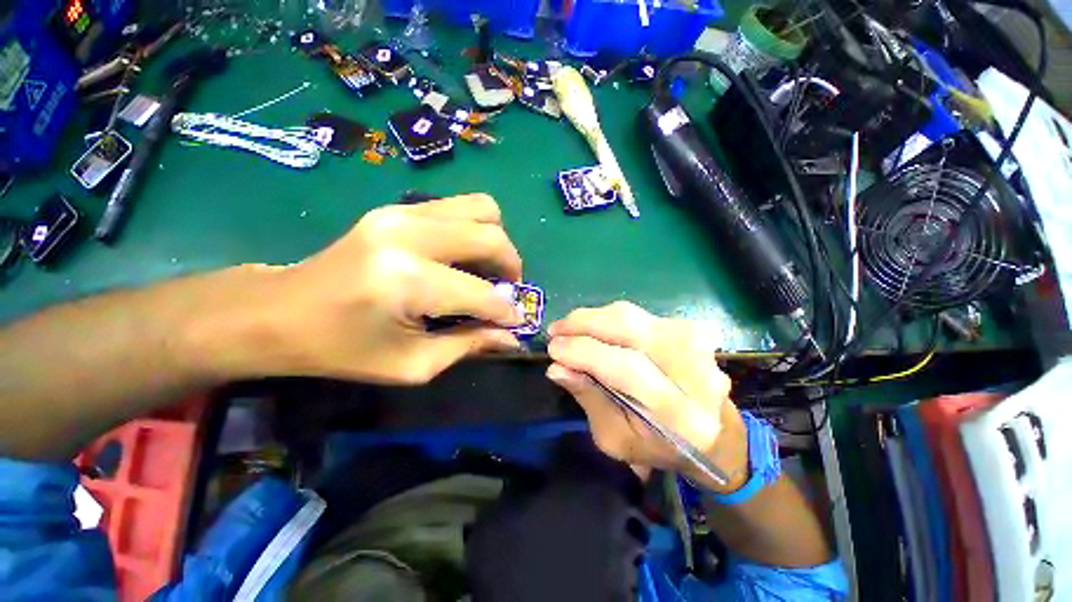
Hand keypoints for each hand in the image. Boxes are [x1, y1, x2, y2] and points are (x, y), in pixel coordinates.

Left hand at [246, 194, 524, 383]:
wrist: (280, 311)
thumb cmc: (343, 349)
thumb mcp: (411, 364)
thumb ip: (469, 345)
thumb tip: (511, 337)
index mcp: (407, 281)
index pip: (482, 293)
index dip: (506, 311)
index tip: (515, 322)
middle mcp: (409, 235)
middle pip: (491, 235)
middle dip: (511, 265)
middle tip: (508, 289)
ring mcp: (402, 212)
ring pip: (481, 208)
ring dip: (495, 241)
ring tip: (488, 268)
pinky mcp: (397, 207)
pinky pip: (458, 206)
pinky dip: (474, 229)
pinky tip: (463, 256)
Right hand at [545, 302, 747, 491]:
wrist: (714, 433)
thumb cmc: (659, 445)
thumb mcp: (616, 438)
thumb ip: (588, 400)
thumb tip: (556, 367)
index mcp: (679, 414)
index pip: (626, 368)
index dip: (584, 353)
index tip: (553, 349)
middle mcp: (694, 371)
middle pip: (631, 330)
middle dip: (584, 324)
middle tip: (555, 330)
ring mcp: (696, 343)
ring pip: (631, 315)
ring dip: (593, 317)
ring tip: (569, 327)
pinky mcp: (689, 328)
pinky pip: (637, 314)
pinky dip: (609, 318)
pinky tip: (594, 328)